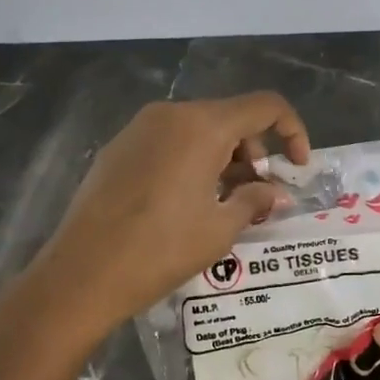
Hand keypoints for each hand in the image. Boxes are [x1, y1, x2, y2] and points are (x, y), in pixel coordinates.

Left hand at [35, 92, 310, 328]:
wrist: (81, 274)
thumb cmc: (160, 250)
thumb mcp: (219, 229)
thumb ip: (255, 200)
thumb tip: (276, 193)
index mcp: (203, 126)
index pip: (265, 106)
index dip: (293, 130)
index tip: (298, 167)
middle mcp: (172, 114)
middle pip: (230, 117)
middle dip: (255, 151)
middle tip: (258, 195)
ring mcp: (139, 128)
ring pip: (198, 129)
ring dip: (223, 157)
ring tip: (223, 203)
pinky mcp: (118, 147)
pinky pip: (169, 141)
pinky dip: (191, 160)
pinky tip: (185, 201)